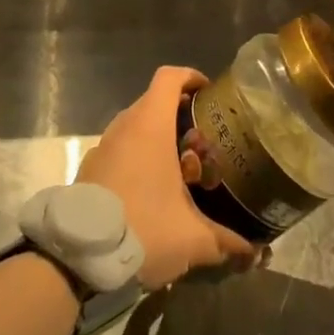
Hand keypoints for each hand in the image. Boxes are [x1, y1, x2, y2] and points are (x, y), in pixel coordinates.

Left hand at [78, 66, 258, 288]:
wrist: (77, 257)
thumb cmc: (142, 228)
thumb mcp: (191, 239)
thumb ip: (226, 241)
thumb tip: (256, 252)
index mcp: (150, 126)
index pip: (169, 77)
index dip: (191, 78)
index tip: (208, 94)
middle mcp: (124, 127)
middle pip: (154, 103)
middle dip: (180, 116)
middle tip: (203, 143)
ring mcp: (102, 147)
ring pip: (135, 128)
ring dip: (158, 140)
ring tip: (180, 170)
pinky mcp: (88, 169)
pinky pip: (119, 150)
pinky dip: (137, 158)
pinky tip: (151, 191)